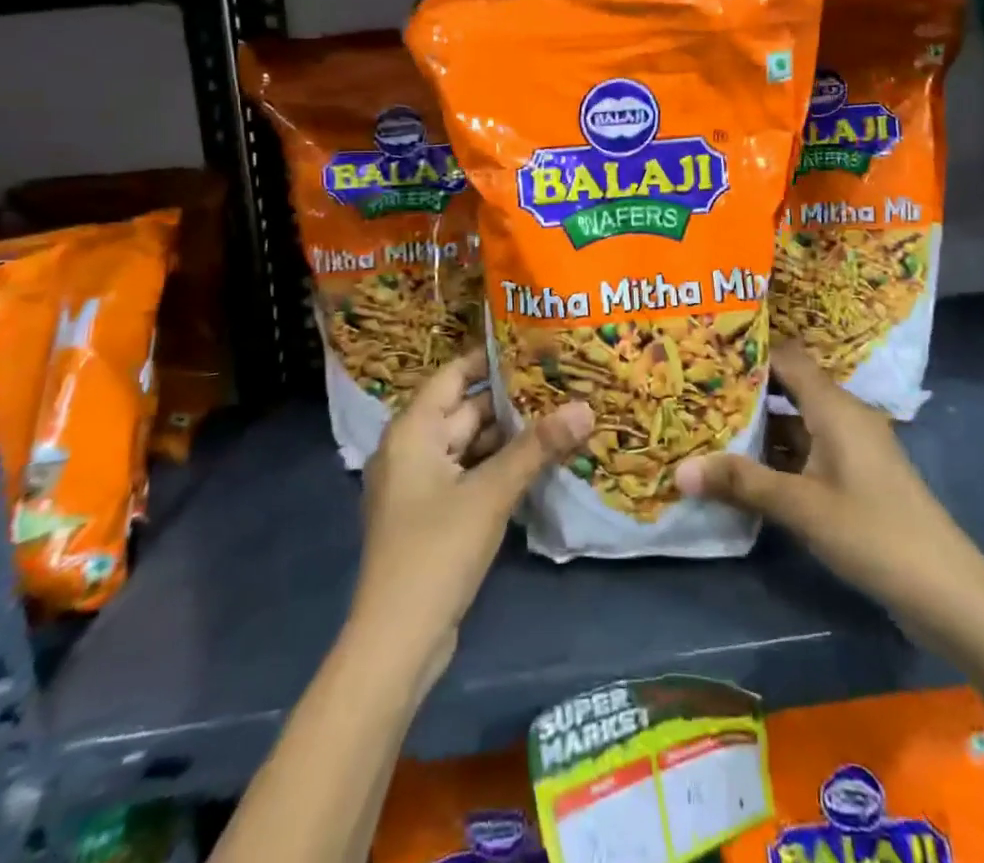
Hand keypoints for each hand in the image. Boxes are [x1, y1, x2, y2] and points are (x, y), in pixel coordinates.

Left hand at [352, 348, 592, 676]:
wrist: (397, 641)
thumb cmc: (437, 550)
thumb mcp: (491, 492)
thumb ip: (538, 447)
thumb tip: (586, 406)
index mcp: (412, 431)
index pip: (453, 375)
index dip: (490, 358)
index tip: (532, 343)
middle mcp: (411, 449)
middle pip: (465, 411)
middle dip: (511, 400)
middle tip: (560, 381)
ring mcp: (420, 485)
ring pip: (470, 445)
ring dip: (510, 436)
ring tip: (559, 416)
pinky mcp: (433, 515)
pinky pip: (469, 474)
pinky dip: (499, 466)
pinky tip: (538, 462)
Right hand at [675, 339, 966, 622]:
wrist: (947, 590)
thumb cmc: (872, 533)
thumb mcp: (800, 507)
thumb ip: (741, 483)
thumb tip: (679, 470)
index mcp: (834, 406)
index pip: (786, 357)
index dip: (748, 351)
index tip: (706, 352)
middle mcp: (843, 415)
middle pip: (788, 387)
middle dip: (746, 390)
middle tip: (697, 390)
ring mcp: (851, 446)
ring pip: (796, 421)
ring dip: (759, 425)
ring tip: (708, 424)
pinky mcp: (854, 475)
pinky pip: (807, 448)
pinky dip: (777, 452)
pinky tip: (745, 466)